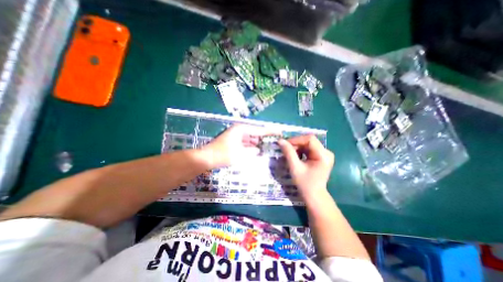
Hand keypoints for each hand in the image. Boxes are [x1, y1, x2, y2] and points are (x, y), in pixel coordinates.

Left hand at [201, 124, 273, 168]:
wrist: (206, 158)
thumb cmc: (223, 154)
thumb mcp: (240, 154)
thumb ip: (252, 152)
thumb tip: (257, 150)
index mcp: (241, 129)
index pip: (259, 130)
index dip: (270, 131)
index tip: (279, 132)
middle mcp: (239, 131)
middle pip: (254, 133)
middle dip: (263, 138)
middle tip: (274, 142)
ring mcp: (235, 136)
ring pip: (250, 139)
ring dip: (257, 143)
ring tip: (267, 147)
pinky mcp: (233, 142)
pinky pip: (245, 143)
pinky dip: (250, 147)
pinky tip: (256, 151)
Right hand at [279, 135, 332, 198]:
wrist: (314, 196)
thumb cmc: (305, 183)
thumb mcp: (295, 167)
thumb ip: (288, 153)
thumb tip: (280, 140)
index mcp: (323, 155)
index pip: (310, 139)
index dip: (296, 139)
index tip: (285, 144)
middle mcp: (326, 152)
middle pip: (309, 141)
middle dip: (296, 144)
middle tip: (285, 149)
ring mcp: (324, 154)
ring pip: (308, 144)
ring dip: (297, 147)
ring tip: (289, 154)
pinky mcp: (321, 157)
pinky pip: (309, 149)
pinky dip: (301, 151)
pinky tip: (295, 157)